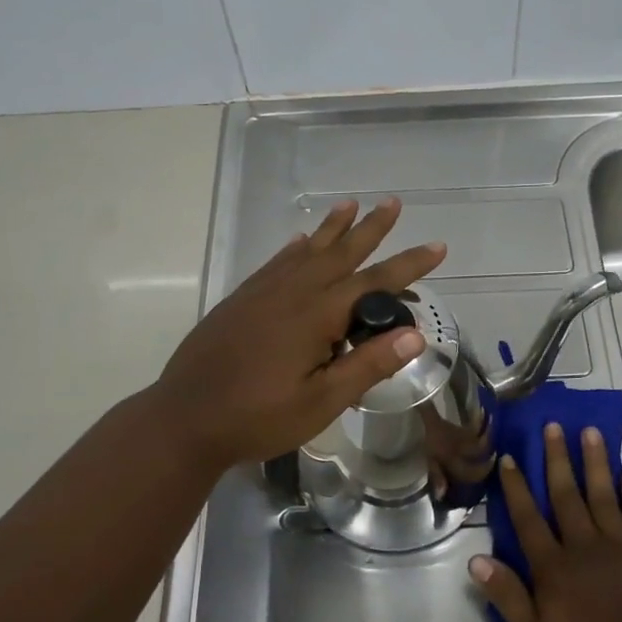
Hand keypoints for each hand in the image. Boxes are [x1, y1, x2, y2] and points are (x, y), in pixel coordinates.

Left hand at [150, 198, 445, 472]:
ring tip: (350, 205)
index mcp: (316, 315)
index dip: (408, 265)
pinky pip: (277, 262)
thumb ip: (366, 366)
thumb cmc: (257, 418)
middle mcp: (292, 292)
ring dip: (332, 228)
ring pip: (307, 250)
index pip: (374, 282)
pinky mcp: (241, 299)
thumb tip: (415, 334)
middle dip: (370, 228)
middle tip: (392, 202)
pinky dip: (295, 247)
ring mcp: (263, 292)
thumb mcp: (320, 402)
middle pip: (340, 252)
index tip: (437, 247)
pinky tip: (301, 240)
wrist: (184, 419)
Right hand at [472, 424, 621, 621]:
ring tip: (591, 432)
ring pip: (603, 495)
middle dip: (558, 459)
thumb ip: (508, 598)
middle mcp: (585, 547)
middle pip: (567, 495)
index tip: (510, 456)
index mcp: (554, 568)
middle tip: (553, 425)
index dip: (517, 487)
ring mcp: (621, 549)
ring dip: (596, 463)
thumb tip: (475, 560)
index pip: (528, 519)